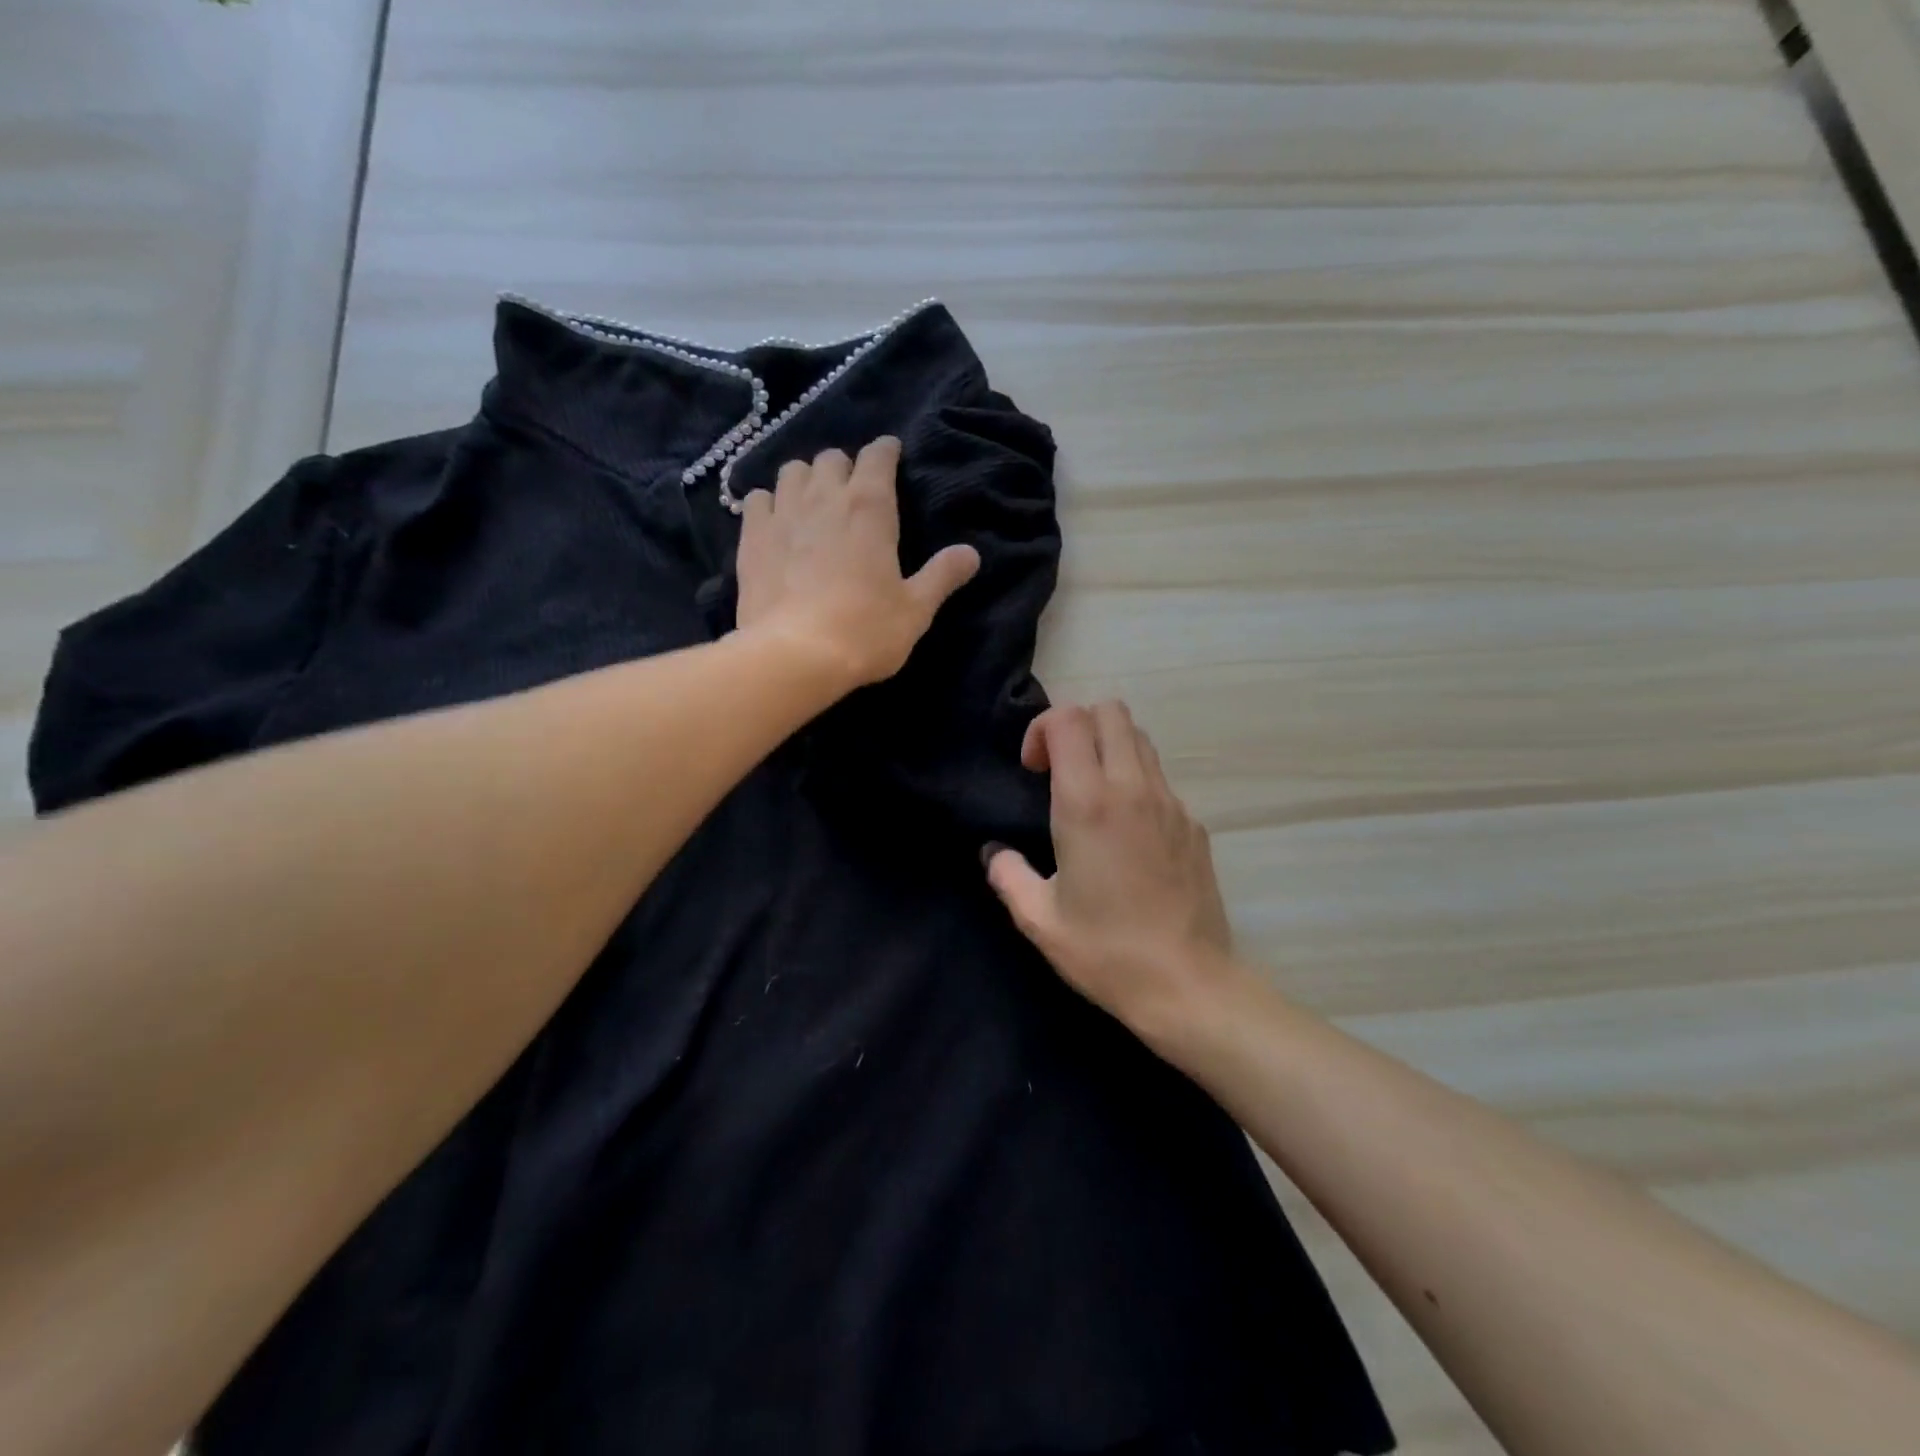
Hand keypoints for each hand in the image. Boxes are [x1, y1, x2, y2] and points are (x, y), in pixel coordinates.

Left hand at [734, 437, 979, 689]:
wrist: (795, 655)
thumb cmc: (865, 631)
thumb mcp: (916, 610)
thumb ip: (942, 576)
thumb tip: (971, 553)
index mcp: (870, 508)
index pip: (878, 456)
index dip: (886, 452)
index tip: (891, 456)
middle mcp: (825, 497)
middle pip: (832, 458)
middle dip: (845, 468)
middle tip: (853, 493)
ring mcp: (783, 514)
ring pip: (792, 471)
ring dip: (806, 479)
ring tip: (813, 503)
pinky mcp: (751, 537)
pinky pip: (757, 498)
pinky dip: (769, 502)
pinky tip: (776, 522)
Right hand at [985, 701, 1248, 1045]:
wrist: (1187, 984)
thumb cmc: (1105, 951)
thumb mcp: (1039, 920)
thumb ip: (1007, 875)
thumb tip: (995, 853)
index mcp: (1088, 803)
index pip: (1068, 720)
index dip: (1042, 730)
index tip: (1032, 770)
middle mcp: (1132, 788)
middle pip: (1110, 711)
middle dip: (1077, 725)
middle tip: (1059, 771)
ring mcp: (1170, 803)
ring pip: (1139, 739)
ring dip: (1108, 748)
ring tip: (1091, 796)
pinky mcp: (1193, 824)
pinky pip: (1159, 779)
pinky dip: (1135, 782)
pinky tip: (1126, 835)